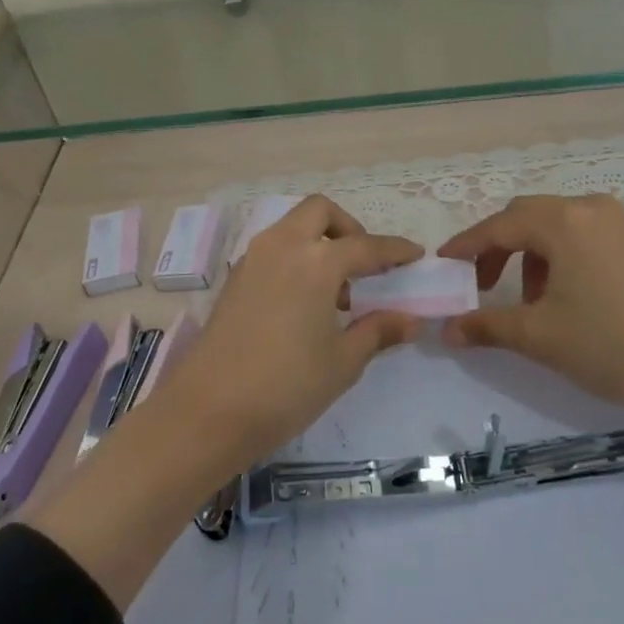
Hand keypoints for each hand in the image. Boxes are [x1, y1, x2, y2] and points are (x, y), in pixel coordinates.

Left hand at [159, 195, 422, 474]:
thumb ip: (377, 331)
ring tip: (335, 293)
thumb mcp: (342, 362)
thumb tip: (410, 320)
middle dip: (348, 228)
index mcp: (316, 262)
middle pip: (320, 212)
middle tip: (365, 265)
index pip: (366, 246)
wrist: (208, 411)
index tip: (415, 255)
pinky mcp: (235, 279)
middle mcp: (283, 247)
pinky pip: (273, 249)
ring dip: (319, 242)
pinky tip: (303, 303)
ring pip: (292, 227)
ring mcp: (253, 260)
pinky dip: (295, 258)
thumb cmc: (286, 386)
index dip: (394, 250)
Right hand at [437, 194, 623, 436]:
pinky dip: (559, 254)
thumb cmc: (609, 345)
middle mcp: (589, 208)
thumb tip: (447, 330)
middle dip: (497, 247)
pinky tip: (562, 292)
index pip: (500, 226)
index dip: (467, 245)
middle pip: (527, 217)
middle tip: (481, 284)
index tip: (443, 264)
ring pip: (555, 225)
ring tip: (528, 299)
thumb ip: (486, 325)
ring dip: (530, 253)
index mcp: (564, 223)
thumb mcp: (539, 337)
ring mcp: (617, 221)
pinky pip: (581, 233)